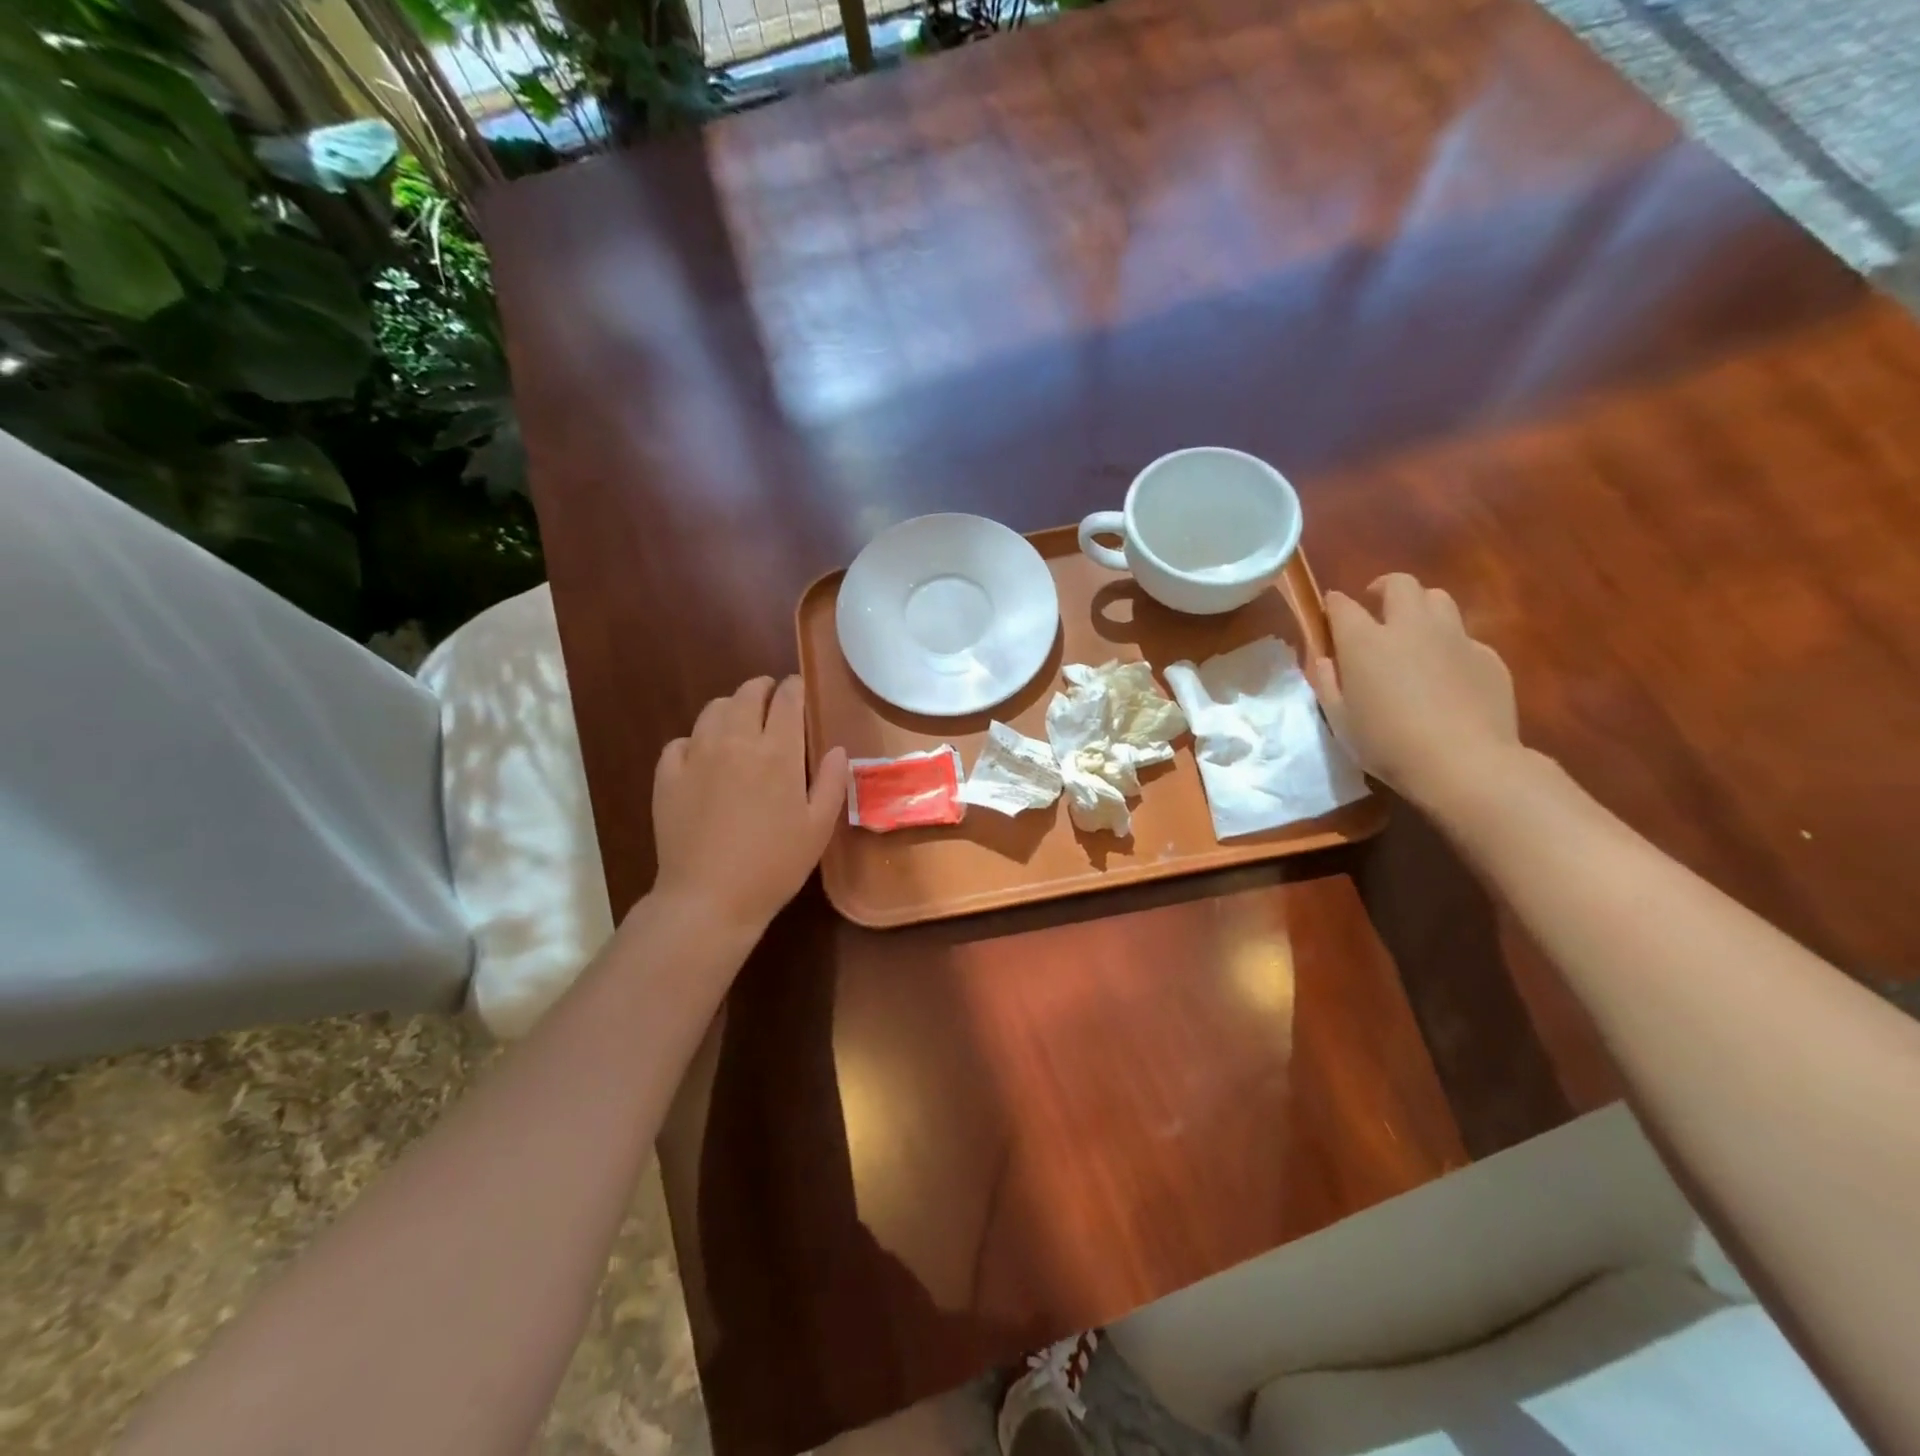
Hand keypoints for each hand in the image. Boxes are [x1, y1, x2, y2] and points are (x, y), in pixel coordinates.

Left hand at [652, 676, 848, 934]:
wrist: (710, 898)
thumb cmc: (774, 864)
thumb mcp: (818, 828)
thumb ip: (832, 783)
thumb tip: (837, 749)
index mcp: (778, 752)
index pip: (787, 700)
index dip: (795, 688)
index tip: (799, 689)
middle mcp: (736, 742)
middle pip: (747, 694)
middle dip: (762, 689)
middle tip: (771, 697)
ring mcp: (697, 756)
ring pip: (713, 710)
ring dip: (730, 707)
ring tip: (739, 721)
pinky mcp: (668, 776)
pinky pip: (681, 741)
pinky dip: (695, 740)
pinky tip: (703, 756)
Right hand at [1307, 574, 1520, 808]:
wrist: (1464, 763)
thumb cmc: (1387, 744)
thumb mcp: (1339, 719)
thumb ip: (1326, 681)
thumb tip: (1324, 658)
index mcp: (1365, 641)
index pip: (1342, 605)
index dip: (1333, 606)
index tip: (1329, 615)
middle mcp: (1410, 627)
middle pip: (1399, 584)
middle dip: (1383, 588)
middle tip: (1376, 609)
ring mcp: (1454, 638)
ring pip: (1438, 599)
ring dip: (1420, 607)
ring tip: (1413, 633)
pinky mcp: (1487, 656)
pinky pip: (1464, 637)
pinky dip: (1449, 645)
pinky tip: (1446, 675)